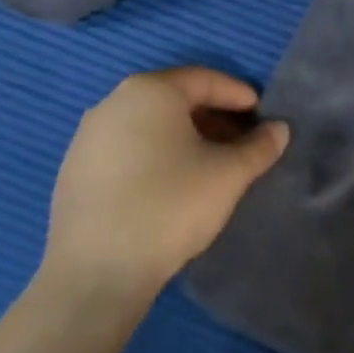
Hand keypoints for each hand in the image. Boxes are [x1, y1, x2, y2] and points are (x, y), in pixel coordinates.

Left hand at [38, 67, 289, 310]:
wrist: (97, 272)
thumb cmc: (171, 206)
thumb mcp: (229, 174)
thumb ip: (259, 147)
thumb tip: (279, 130)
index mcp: (150, 91)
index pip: (205, 80)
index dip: (238, 95)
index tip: (262, 116)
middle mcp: (113, 103)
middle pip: (175, 100)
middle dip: (213, 118)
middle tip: (241, 142)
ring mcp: (87, 138)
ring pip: (149, 126)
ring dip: (184, 138)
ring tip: (211, 165)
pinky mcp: (74, 172)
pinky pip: (126, 150)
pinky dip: (155, 156)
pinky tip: (172, 186)